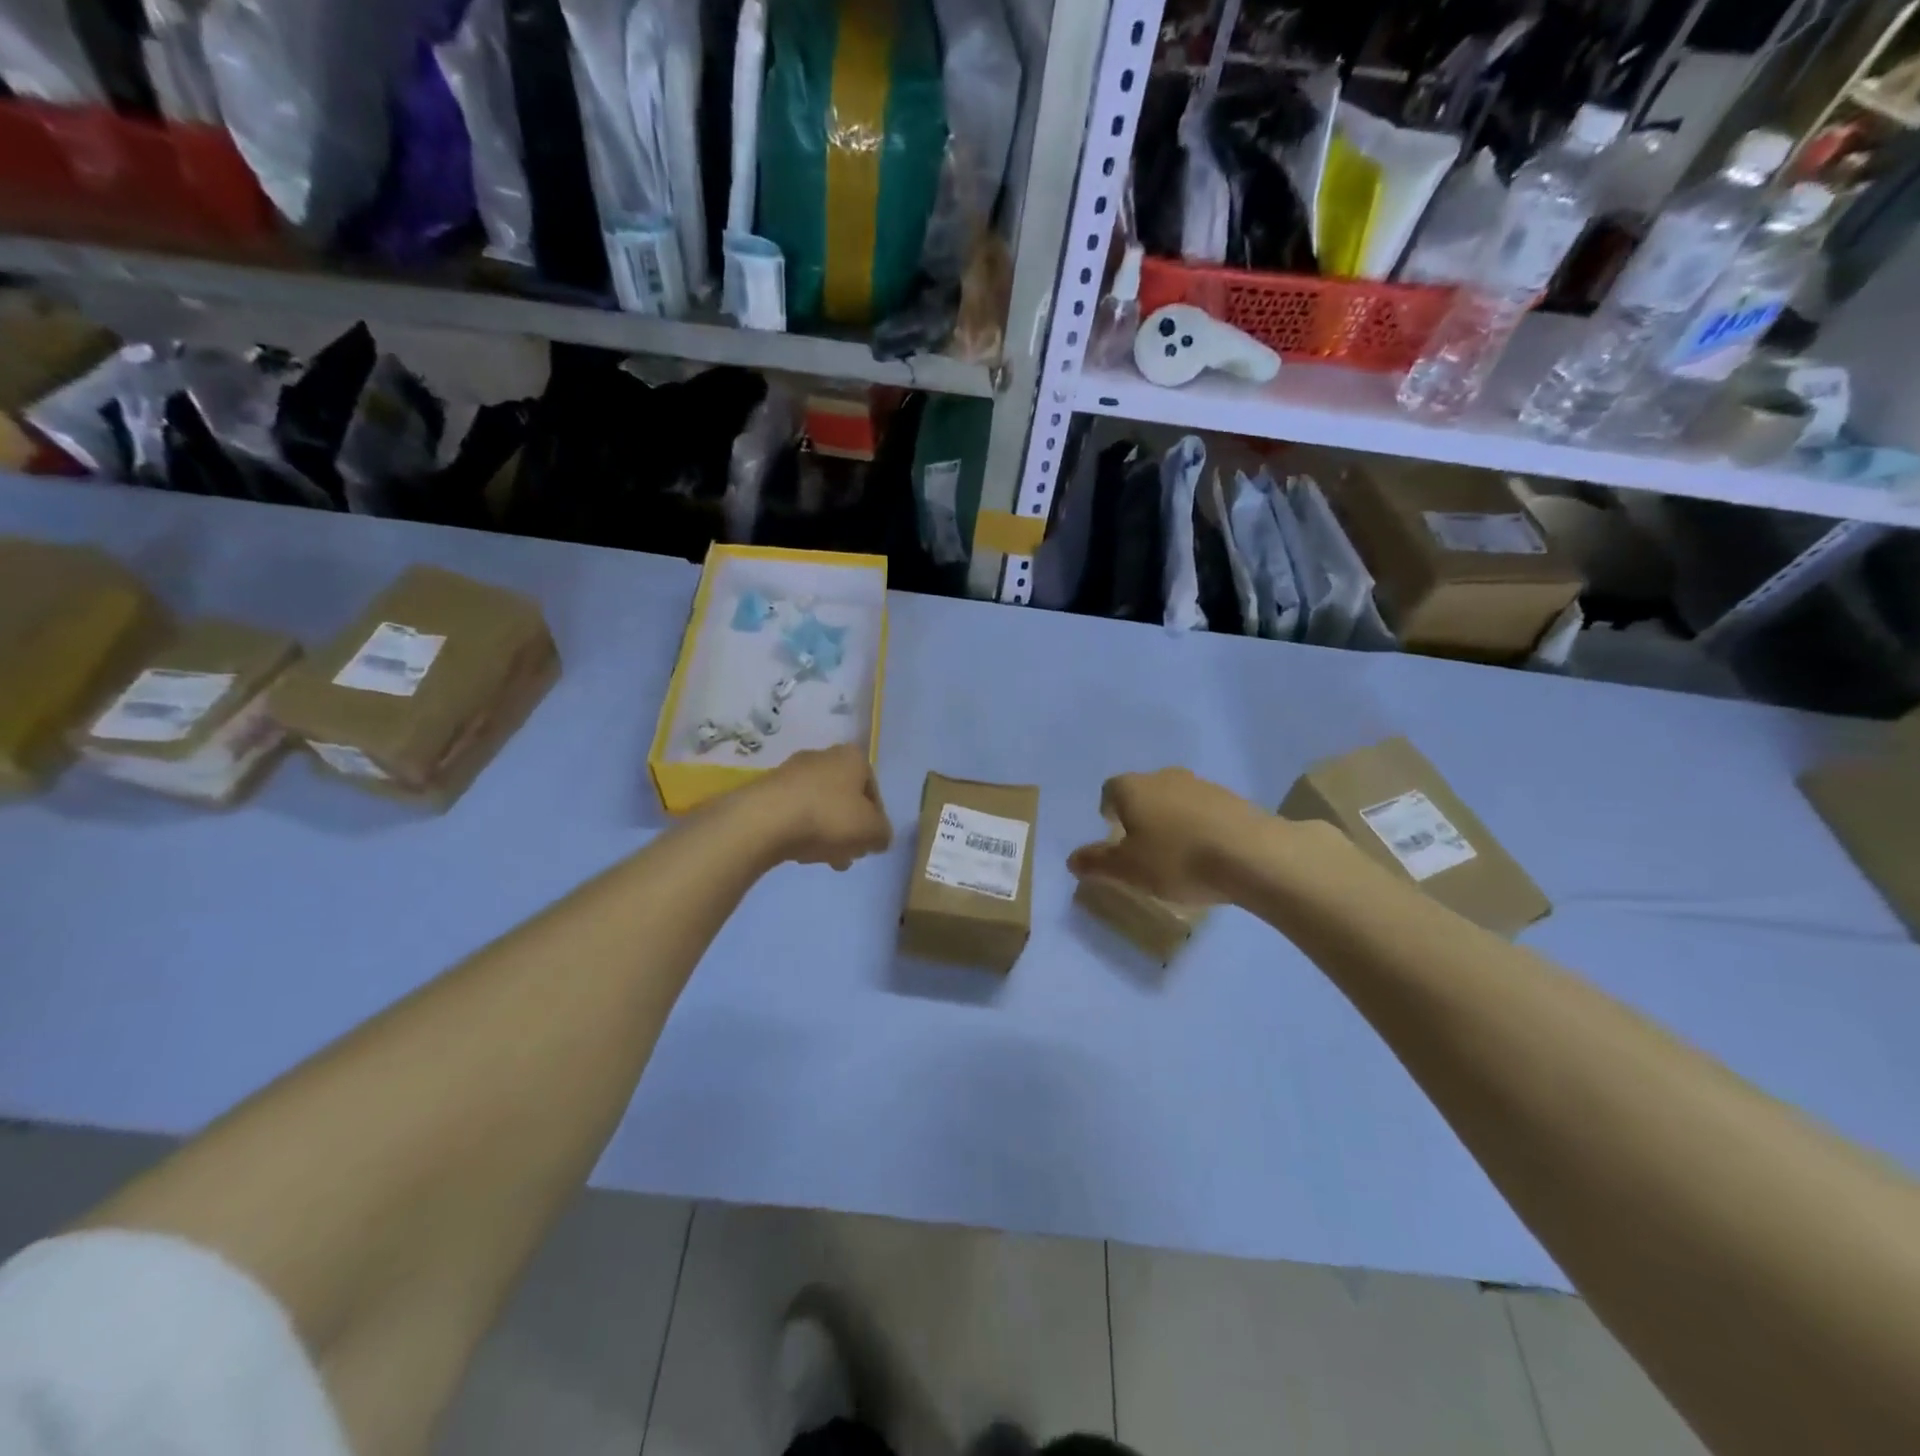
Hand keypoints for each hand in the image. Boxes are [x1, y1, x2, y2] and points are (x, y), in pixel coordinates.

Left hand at [749, 744, 892, 870]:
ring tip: (822, 859)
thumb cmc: (828, 818)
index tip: (868, 845)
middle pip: (845, 798)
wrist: (764, 820)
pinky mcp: (767, 788)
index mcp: (853, 758)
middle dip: (848, 828)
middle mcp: (823, 756)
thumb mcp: (872, 831)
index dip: (875, 822)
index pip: (874, 792)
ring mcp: (792, 770)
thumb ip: (882, 834)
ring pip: (819, 805)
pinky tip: (798, 851)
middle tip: (847, 856)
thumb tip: (879, 837)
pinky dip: (800, 829)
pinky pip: (794, 811)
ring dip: (825, 831)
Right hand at [1067, 768, 1278, 905]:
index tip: (1112, 831)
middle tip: (1142, 845)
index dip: (1108, 809)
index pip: (1110, 789)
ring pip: (1176, 799)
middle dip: (1140, 813)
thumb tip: (1072, 859)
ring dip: (1172, 819)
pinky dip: (1200, 826)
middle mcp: (1165, 777)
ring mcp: (1203, 785)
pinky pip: (1205, 811)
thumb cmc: (1177, 859)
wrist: (1252, 855)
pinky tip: (1208, 854)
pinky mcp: (1234, 800)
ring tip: (1177, 853)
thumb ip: (1098, 863)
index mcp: (1134, 788)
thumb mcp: (1128, 870)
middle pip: (1144, 791)